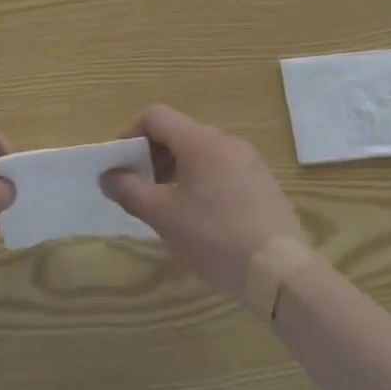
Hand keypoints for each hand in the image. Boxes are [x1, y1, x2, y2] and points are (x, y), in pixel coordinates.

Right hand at [102, 104, 303, 299]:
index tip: (120, 166)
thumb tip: (108, 177)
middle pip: (178, 133)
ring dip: (176, 171)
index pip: (155, 116)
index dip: (130, 135)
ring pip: (200, 153)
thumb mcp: (163, 216)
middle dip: (151, 156)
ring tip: (167, 206)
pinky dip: (201, 182)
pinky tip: (201, 219)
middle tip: (139, 189)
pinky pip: (222, 170)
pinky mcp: (264, 184)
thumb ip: (130, 191)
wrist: (282, 273)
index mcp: (200, 140)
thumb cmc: (215, 236)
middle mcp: (226, 141)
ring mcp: (250, 162)